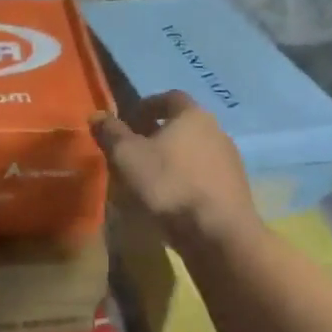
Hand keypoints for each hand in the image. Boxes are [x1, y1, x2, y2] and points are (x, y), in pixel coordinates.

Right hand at [91, 93, 262, 248]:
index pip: (168, 97)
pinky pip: (203, 176)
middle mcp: (216, 131)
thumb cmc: (169, 184)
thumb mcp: (128, 157)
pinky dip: (185, 181)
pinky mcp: (235, 189)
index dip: (146, 106)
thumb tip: (97, 115)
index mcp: (192, 115)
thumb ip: (111, 133)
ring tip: (149, 179)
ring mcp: (229, 161)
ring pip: (193, 152)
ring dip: (171, 160)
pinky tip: (170, 200)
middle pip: (182, 125)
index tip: (127, 121)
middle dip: (156, 135)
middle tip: (133, 151)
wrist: (219, 233)